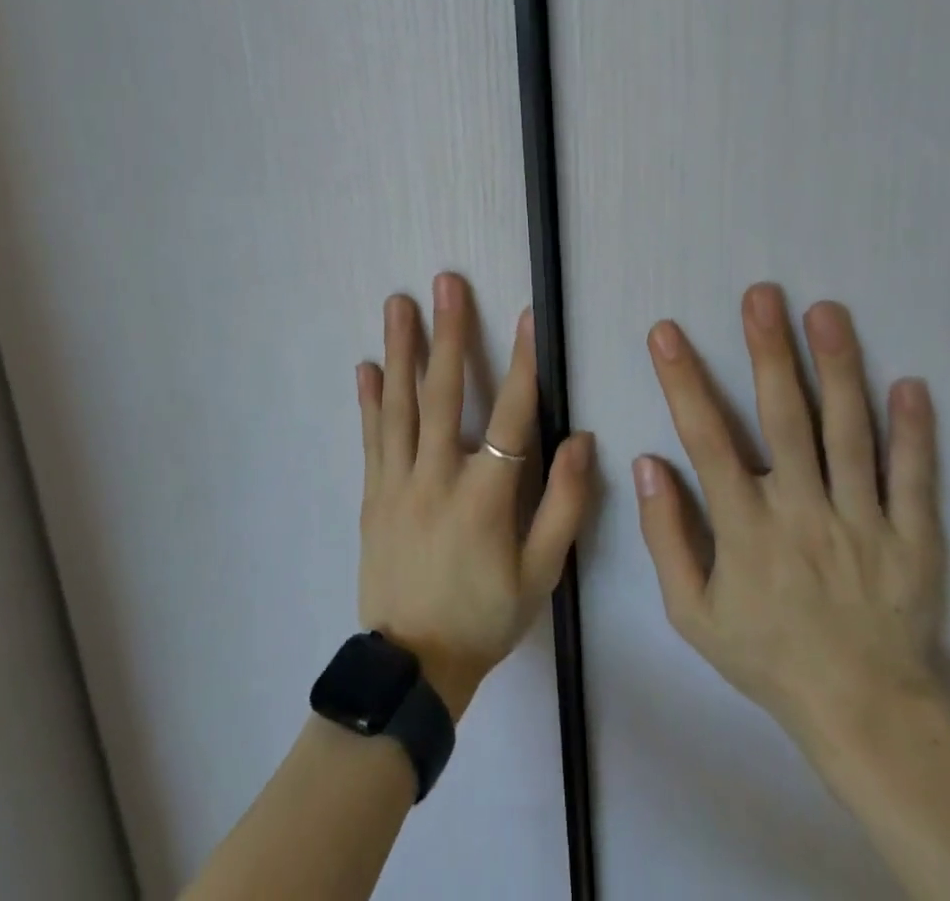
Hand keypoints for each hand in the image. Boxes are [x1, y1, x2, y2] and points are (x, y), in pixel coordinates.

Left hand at [356, 272, 595, 719]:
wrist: (414, 665)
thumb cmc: (486, 616)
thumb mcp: (541, 575)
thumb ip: (564, 507)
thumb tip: (583, 441)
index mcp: (485, 497)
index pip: (512, 417)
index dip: (524, 365)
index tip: (527, 317)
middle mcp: (437, 477)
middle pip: (444, 394)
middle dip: (448, 334)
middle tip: (445, 284)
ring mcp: (398, 483)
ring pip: (400, 406)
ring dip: (401, 350)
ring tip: (398, 305)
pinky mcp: (373, 495)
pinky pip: (372, 439)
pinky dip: (369, 400)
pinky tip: (365, 367)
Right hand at [634, 285, 947, 777]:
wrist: (865, 717)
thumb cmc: (768, 657)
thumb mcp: (693, 613)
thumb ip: (666, 536)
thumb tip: (649, 462)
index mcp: (747, 530)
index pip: (707, 441)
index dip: (684, 381)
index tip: (666, 332)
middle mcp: (804, 514)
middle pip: (785, 420)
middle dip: (769, 352)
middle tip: (762, 295)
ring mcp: (864, 524)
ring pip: (849, 434)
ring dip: (838, 369)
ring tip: (827, 312)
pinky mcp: (914, 540)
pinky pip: (914, 479)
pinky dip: (914, 432)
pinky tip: (910, 383)